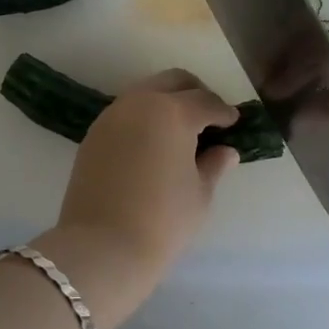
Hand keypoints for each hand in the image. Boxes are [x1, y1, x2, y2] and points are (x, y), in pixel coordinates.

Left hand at [39, 70, 239, 328]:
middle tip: (209, 117)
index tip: (234, 122)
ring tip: (181, 130)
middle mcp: (140, 102)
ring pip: (146, 91)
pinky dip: (144, 116)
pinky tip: (153, 141)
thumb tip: (226, 150)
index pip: (206, 102)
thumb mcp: (200, 194)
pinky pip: (126, 111)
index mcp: (173, 112)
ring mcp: (112, 115)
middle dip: (195, 93)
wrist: (101, 247)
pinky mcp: (94, 133)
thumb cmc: (162, 221)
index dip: (224, 112)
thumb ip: (214, 164)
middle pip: (173, 81)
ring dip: (167, 101)